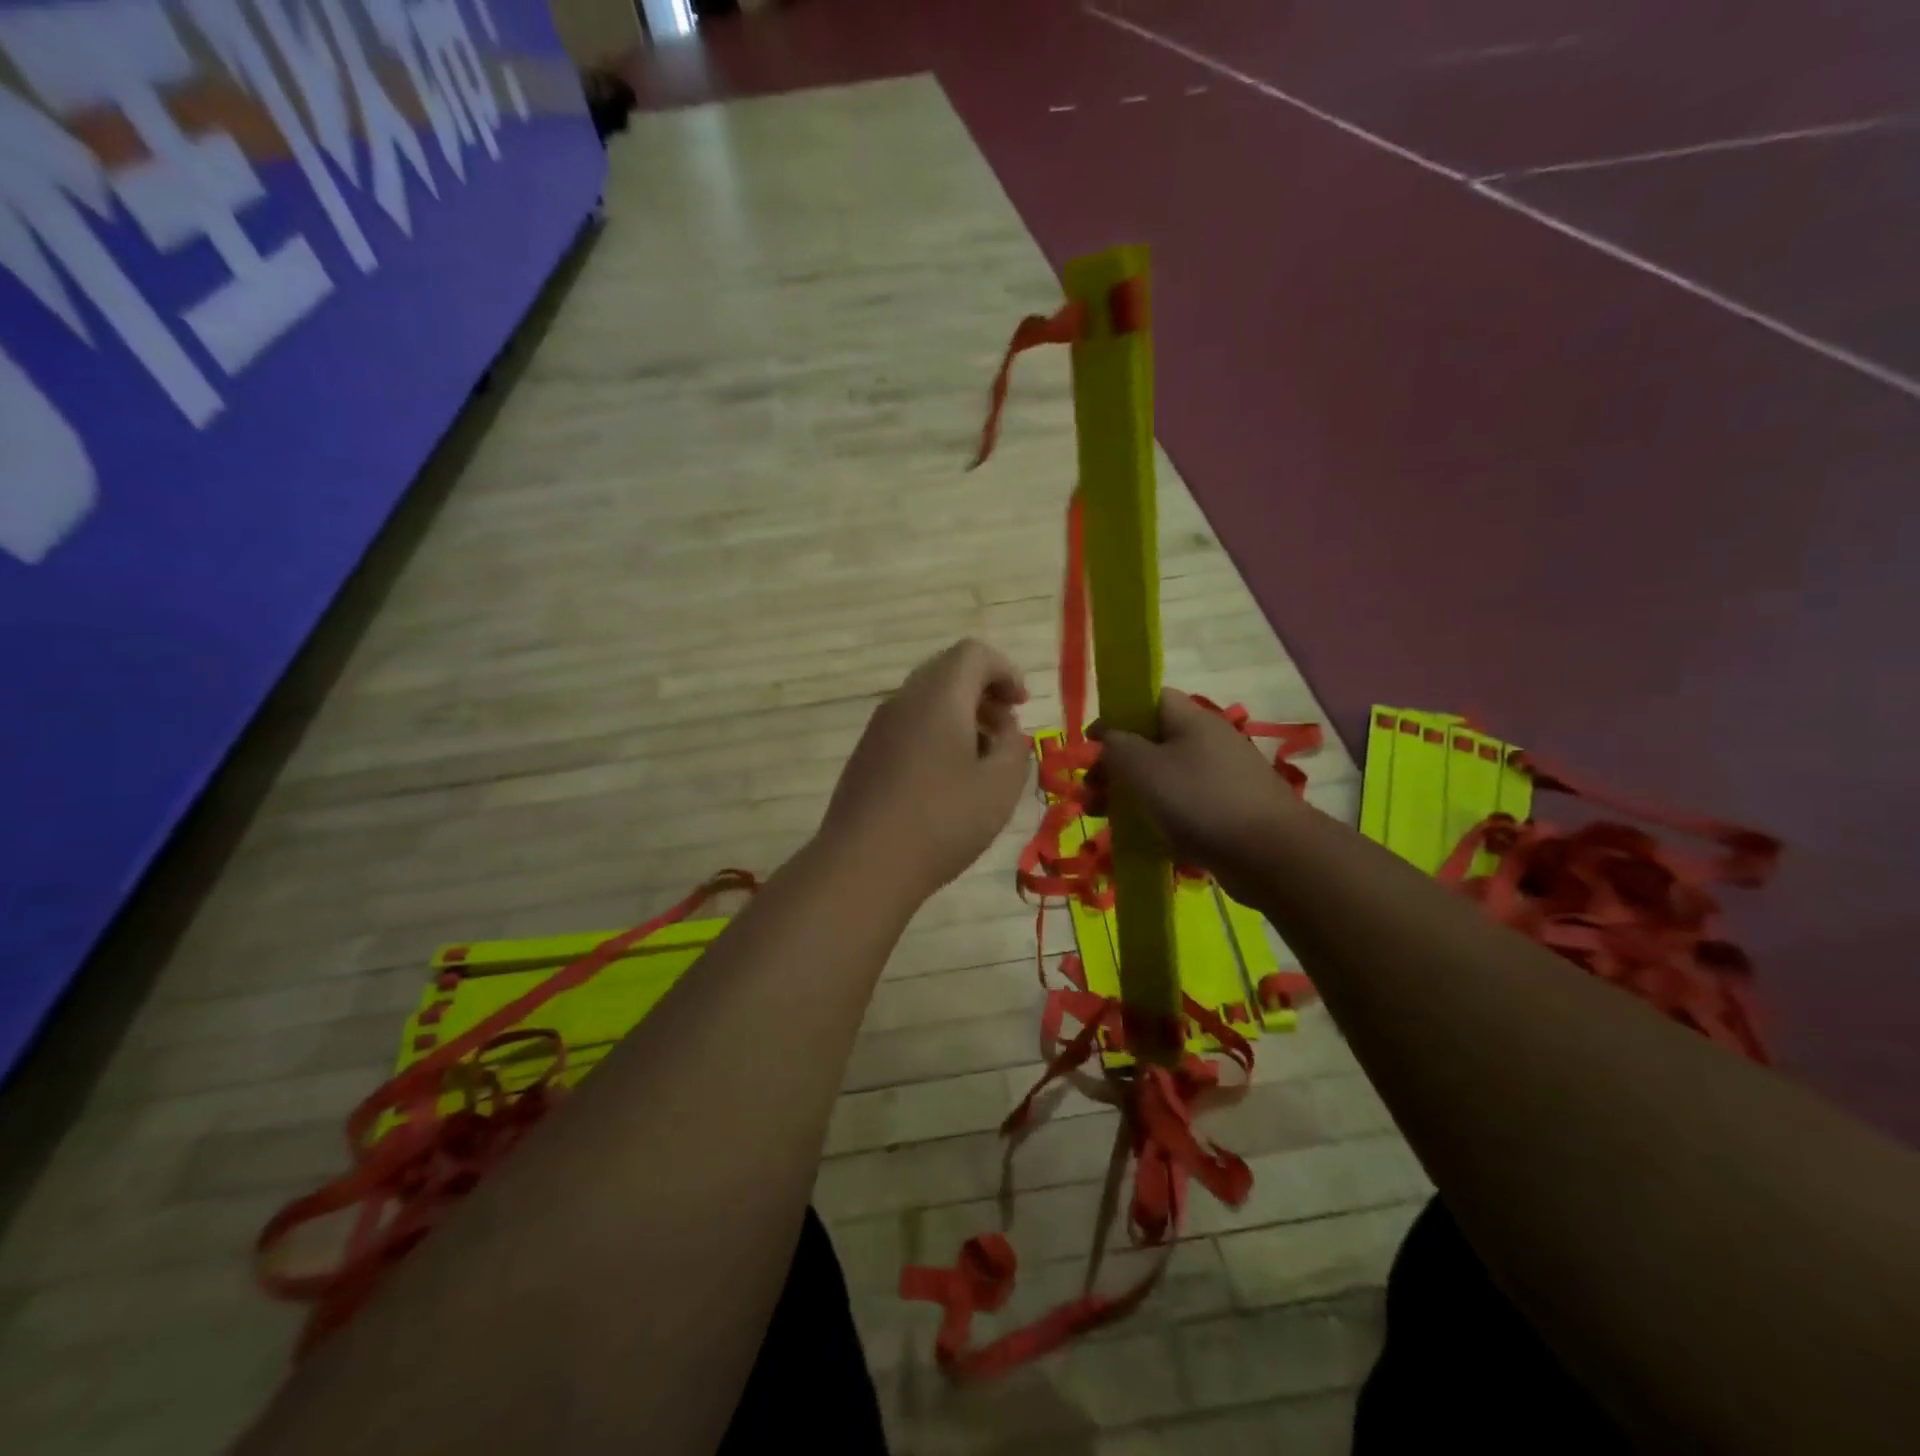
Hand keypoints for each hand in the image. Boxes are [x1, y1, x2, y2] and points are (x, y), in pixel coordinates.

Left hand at [820, 639, 1030, 902]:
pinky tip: (946, 781)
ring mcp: (878, 728)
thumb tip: (1005, 731)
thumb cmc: (942, 821)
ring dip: (960, 717)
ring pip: (926, 701)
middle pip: (947, 672)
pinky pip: (908, 726)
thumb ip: (1014, 747)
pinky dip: (935, 735)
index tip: (1022, 705)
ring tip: (981, 761)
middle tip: (1006, 732)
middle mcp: (903, 701)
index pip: (973, 653)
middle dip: (984, 693)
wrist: (862, 865)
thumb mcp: (1000, 787)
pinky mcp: (865, 755)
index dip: (1006, 671)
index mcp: (938, 697)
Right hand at [1092, 689, 1302, 902]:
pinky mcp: (1226, 813)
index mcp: (1191, 720)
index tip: (1090, 744)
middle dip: (1116, 765)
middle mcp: (1208, 743)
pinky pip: (1181, 807)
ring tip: (1104, 818)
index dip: (1116, 716)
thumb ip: (1117, 745)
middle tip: (1091, 792)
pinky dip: (1156, 817)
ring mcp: (1220, 779)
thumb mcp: (1145, 766)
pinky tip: (1139, 837)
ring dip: (1130, 794)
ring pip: (1164, 778)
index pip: (1149, 700)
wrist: (1270, 855)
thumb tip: (1107, 735)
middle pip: (1151, 743)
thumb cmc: (1200, 800)